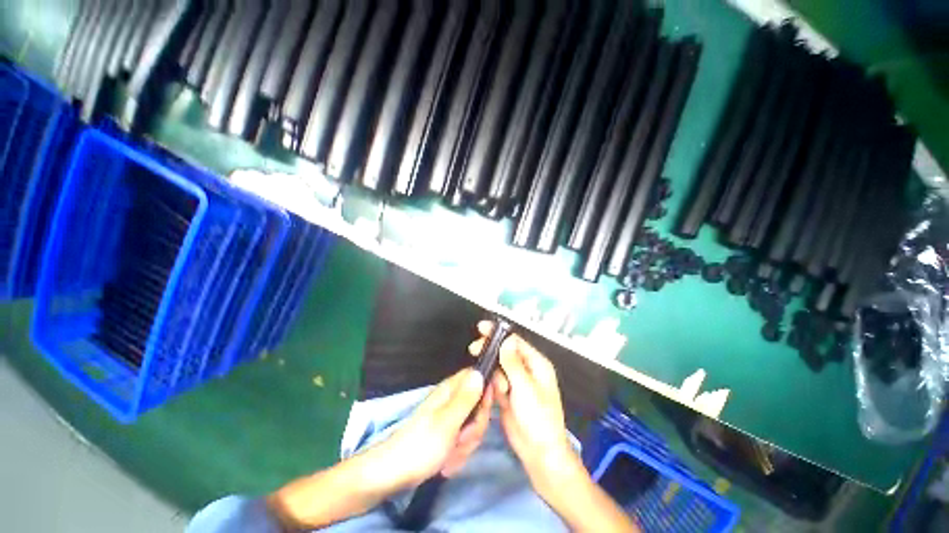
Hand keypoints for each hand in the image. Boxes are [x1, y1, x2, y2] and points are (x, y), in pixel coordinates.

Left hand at [373, 367, 491, 490]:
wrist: (393, 474)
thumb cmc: (420, 446)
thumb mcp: (447, 422)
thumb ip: (466, 398)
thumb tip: (480, 372)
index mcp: (451, 390)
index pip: (477, 376)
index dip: (487, 388)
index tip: (487, 407)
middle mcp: (452, 399)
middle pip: (480, 404)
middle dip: (475, 426)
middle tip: (462, 438)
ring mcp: (450, 417)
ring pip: (474, 425)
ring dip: (466, 443)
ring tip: (451, 452)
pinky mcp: (448, 434)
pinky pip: (465, 439)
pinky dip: (459, 453)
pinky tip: (447, 461)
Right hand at [468, 322, 583, 494]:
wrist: (538, 452)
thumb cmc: (538, 418)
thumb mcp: (525, 388)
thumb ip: (513, 363)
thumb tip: (506, 339)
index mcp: (536, 363)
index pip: (515, 341)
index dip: (498, 334)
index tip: (481, 329)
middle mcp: (526, 369)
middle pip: (505, 351)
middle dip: (491, 351)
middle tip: (474, 349)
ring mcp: (516, 381)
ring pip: (498, 366)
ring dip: (494, 373)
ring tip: (501, 391)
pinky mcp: (508, 393)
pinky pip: (496, 380)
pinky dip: (492, 384)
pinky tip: (494, 393)